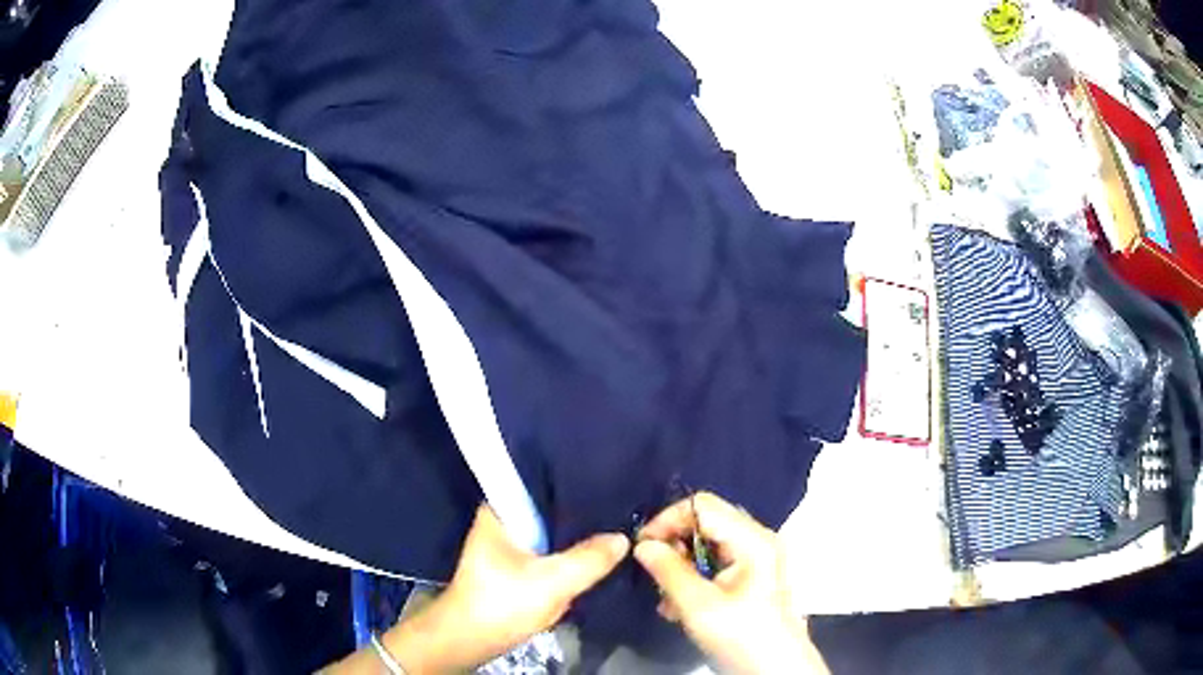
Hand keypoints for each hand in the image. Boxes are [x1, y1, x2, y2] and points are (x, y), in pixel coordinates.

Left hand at [386, 505, 628, 672]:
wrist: (470, 641)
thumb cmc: (501, 604)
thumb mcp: (552, 582)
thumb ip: (589, 559)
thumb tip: (623, 537)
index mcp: (500, 511)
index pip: (542, 481)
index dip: (576, 481)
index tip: (610, 482)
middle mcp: (503, 521)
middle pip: (550, 509)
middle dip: (581, 513)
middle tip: (622, 511)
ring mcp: (509, 545)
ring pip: (552, 533)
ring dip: (576, 537)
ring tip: (615, 528)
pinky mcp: (516, 567)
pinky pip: (550, 552)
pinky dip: (568, 555)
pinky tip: (595, 556)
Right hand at [634, 492, 828, 674]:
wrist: (775, 668)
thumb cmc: (741, 635)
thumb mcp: (698, 606)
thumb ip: (668, 571)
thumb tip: (642, 545)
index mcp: (751, 539)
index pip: (701, 505)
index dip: (667, 520)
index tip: (642, 547)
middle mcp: (756, 540)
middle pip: (705, 523)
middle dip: (673, 546)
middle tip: (654, 575)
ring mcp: (755, 558)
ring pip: (706, 545)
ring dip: (680, 567)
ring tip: (666, 598)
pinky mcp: (750, 577)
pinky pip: (715, 564)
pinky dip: (693, 579)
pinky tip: (678, 607)